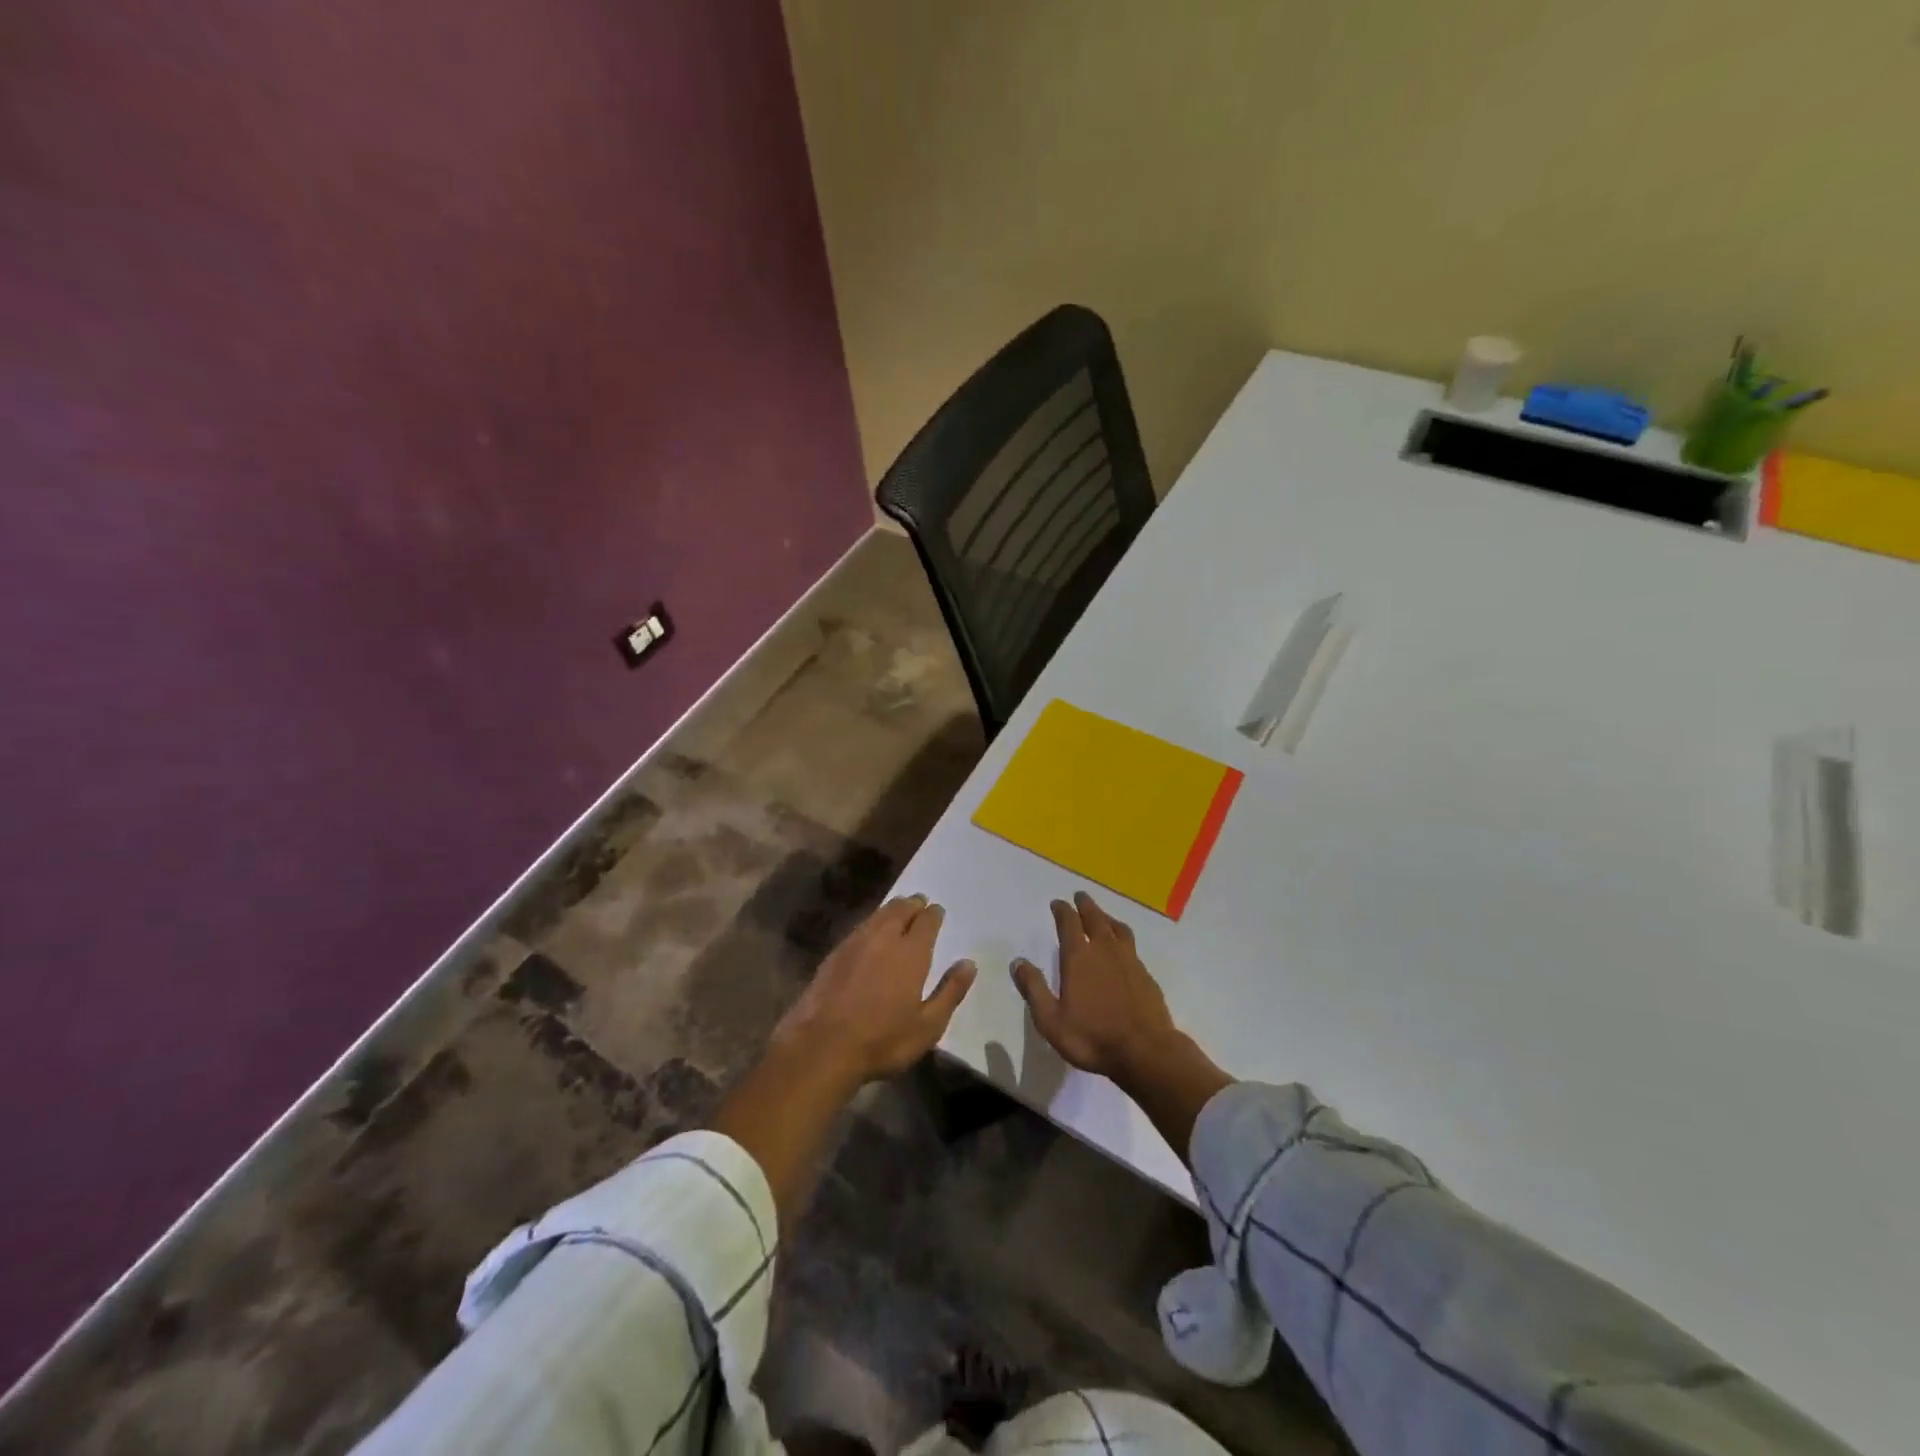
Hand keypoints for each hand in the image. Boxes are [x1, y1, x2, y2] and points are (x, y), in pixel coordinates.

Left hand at [769, 894, 976, 1087]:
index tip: (937, 911)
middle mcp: (883, 938)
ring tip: (898, 909)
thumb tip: (969, 963)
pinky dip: (871, 923)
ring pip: (877, 915)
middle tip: (919, 902)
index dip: (934, 914)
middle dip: (912, 904)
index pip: (926, 921)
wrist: (822, 1047)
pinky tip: (870, 933)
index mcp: (910, 953)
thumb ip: (950, 992)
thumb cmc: (882, 1040)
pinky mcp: (834, 954)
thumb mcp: (928, 1026)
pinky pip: (859, 928)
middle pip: (900, 910)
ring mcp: (855, 944)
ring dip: (891, 909)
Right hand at [1012, 891, 1182, 1082]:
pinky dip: (1122, 937)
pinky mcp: (1145, 974)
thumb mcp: (1051, 1020)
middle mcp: (1105, 950)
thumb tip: (1018, 962)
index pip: (1069, 923)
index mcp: (1079, 957)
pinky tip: (1123, 947)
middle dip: (1086, 905)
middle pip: (1095, 918)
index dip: (1062, 910)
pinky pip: (1131, 945)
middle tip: (1080, 896)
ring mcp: (1129, 960)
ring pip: (1117, 928)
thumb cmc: (1092, 1037)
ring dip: (1107, 917)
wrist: (1145, 1051)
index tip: (1058, 903)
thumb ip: (1034, 989)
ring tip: (1102, 916)